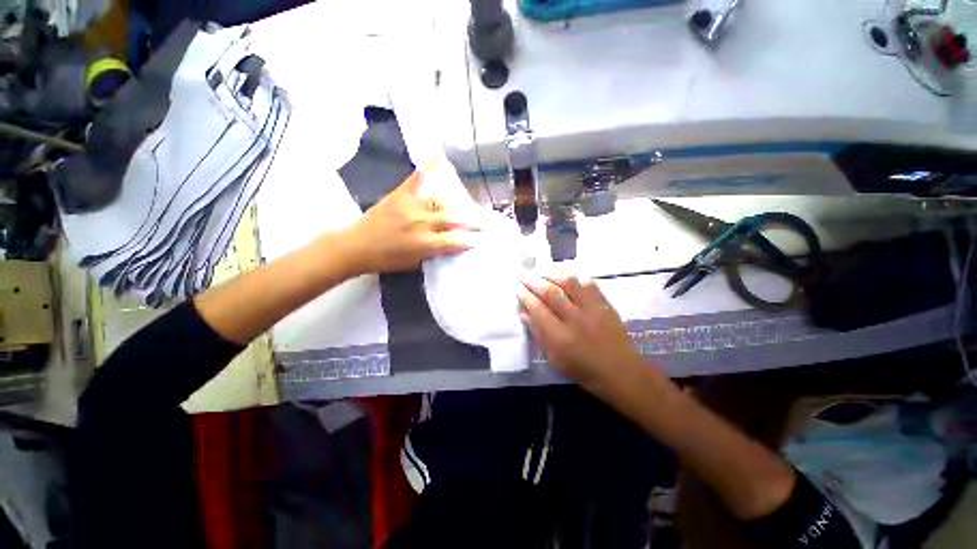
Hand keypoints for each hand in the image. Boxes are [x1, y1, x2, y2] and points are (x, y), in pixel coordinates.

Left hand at [346, 158, 478, 273]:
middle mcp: (421, 223)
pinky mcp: (400, 195)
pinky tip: (439, 155)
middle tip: (483, 223)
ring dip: (456, 202)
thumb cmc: (386, 260)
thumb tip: (448, 245)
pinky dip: (428, 167)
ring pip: (440, 200)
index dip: (468, 241)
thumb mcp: (413, 264)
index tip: (478, 241)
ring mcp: (411, 206)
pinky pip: (417, 179)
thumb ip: (433, 253)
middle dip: (471, 222)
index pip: (454, 242)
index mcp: (424, 244)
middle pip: (452, 220)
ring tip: (466, 201)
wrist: (356, 247)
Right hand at [518, 273, 643, 387]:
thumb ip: (539, 334)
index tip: (518, 289)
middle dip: (535, 282)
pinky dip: (574, 276)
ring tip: (541, 271)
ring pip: (569, 283)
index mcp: (560, 338)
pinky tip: (564, 274)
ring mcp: (592, 310)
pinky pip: (588, 283)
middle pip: (551, 293)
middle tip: (526, 276)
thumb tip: (524, 314)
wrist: (622, 372)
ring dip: (552, 274)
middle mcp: (575, 320)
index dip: (526, 297)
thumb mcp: (555, 359)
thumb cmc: (584, 371)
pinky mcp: (605, 304)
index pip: (537, 310)